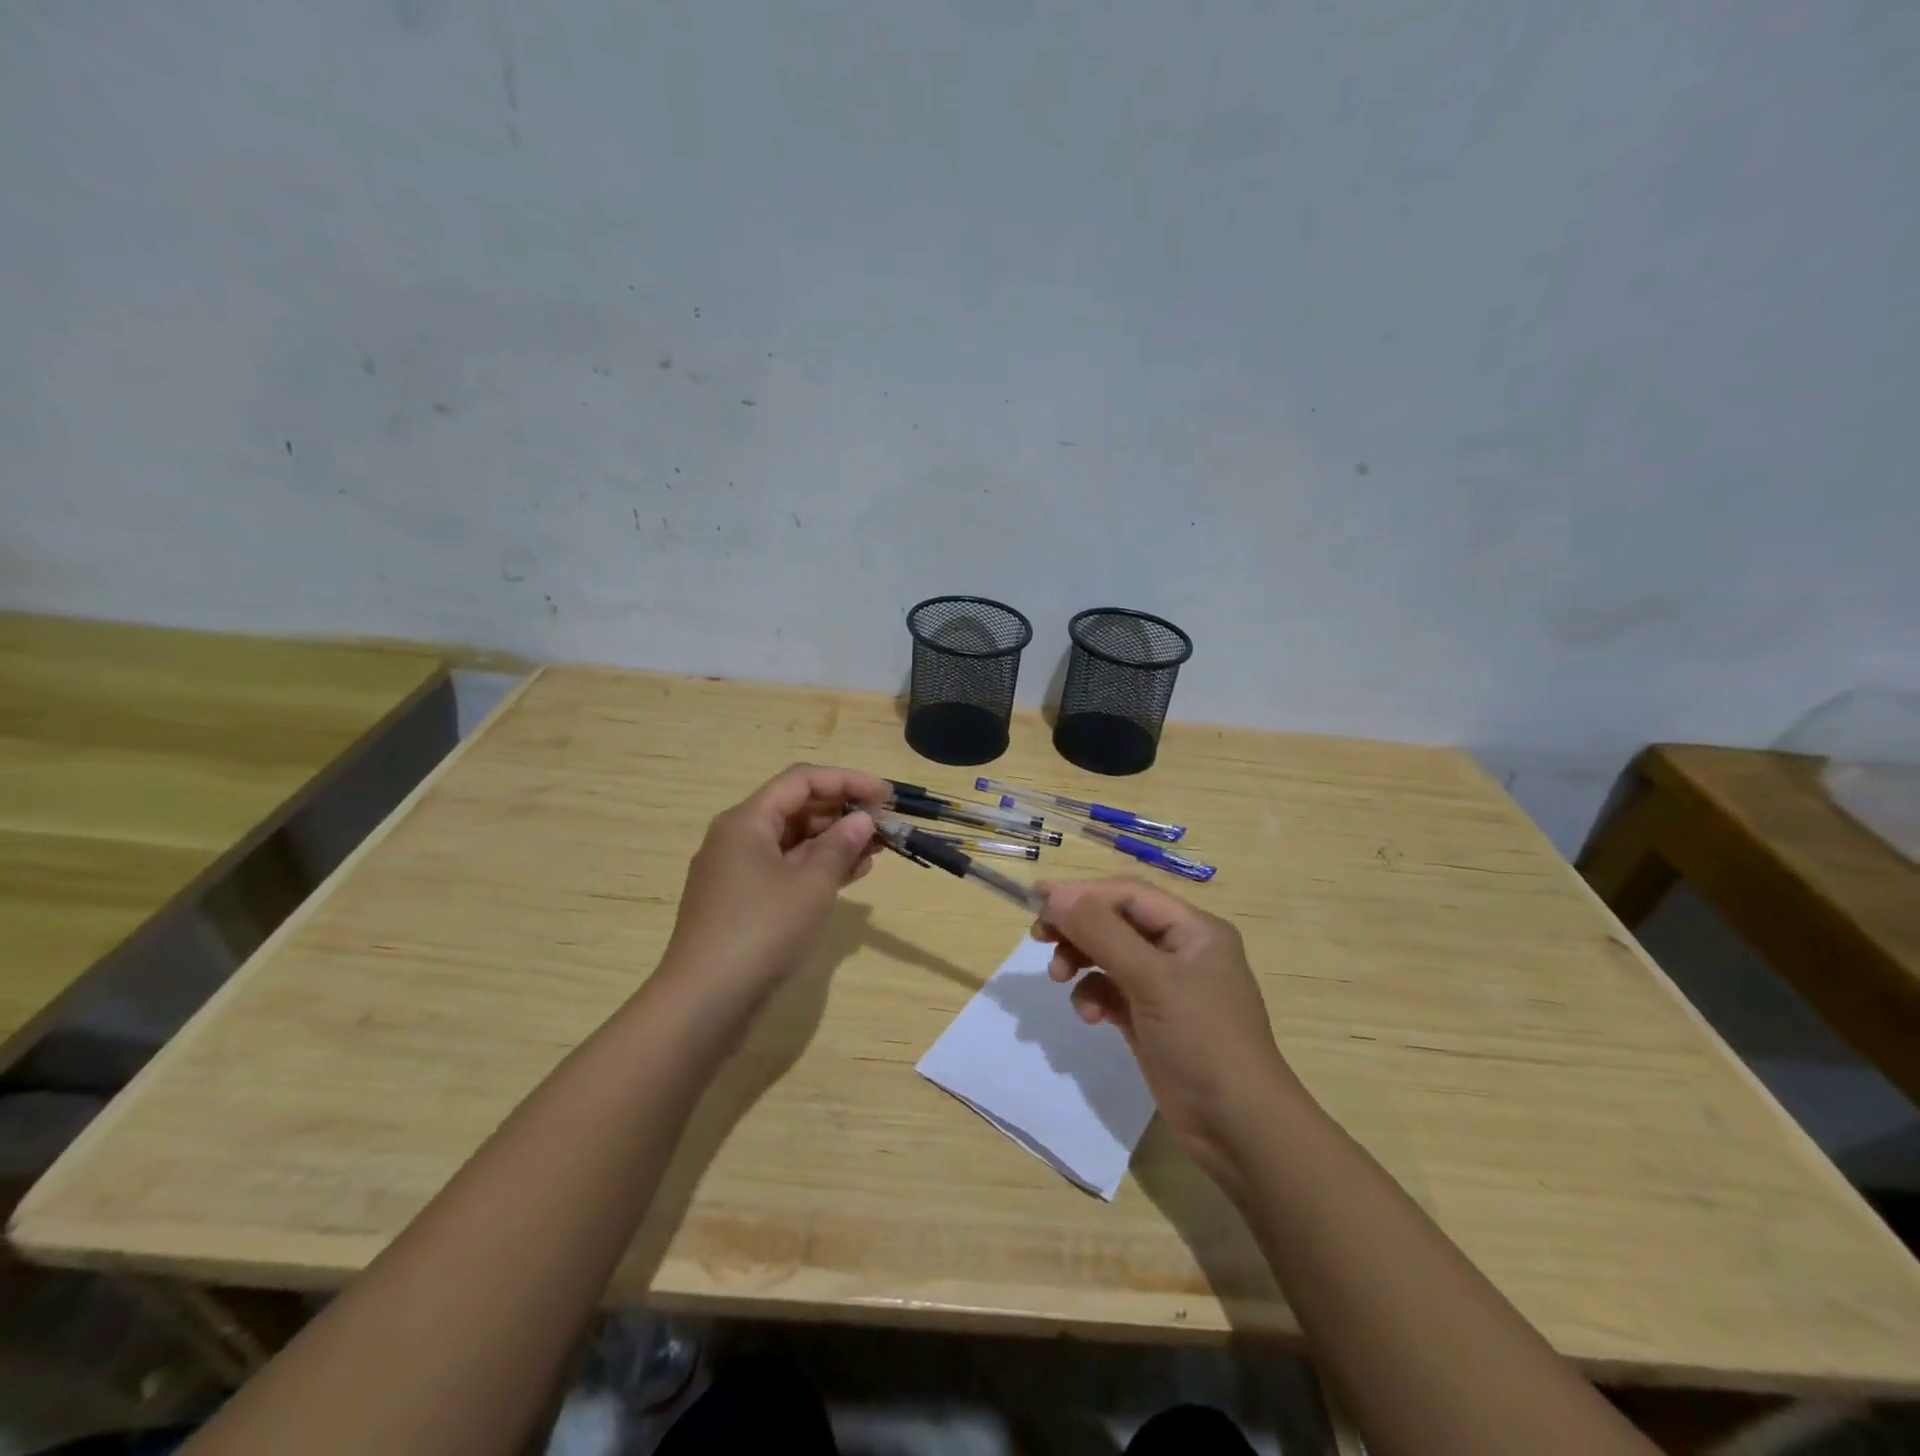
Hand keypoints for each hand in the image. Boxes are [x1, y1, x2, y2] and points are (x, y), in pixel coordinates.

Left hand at [659, 763, 884, 1014]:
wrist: (704, 1003)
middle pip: (796, 808)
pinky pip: (786, 870)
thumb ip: (840, 846)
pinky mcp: (743, 903)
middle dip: (842, 812)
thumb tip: (862, 819)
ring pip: (793, 841)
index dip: (847, 781)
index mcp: (747, 821)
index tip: (885, 796)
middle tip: (885, 825)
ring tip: (877, 850)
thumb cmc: (761, 931)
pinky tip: (852, 875)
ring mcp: (738, 873)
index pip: (802, 780)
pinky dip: (818, 869)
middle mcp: (738, 838)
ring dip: (835, 842)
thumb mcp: (811, 885)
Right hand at [1034, 879, 1304, 1176]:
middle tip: (1040, 937)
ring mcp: (1167, 986)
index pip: (1128, 894)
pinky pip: (1112, 991)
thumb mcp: (1152, 979)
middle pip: (1116, 922)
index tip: (1037, 899)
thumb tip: (1054, 895)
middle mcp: (1181, 949)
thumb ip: (1101, 933)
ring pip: (1110, 956)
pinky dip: (1094, 996)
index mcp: (1193, 929)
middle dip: (1078, 928)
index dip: (1082, 892)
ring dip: (1082, 962)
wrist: (1239, 1129)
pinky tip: (1090, 1016)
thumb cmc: (1202, 1039)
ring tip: (1059, 978)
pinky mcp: (1152, 1018)